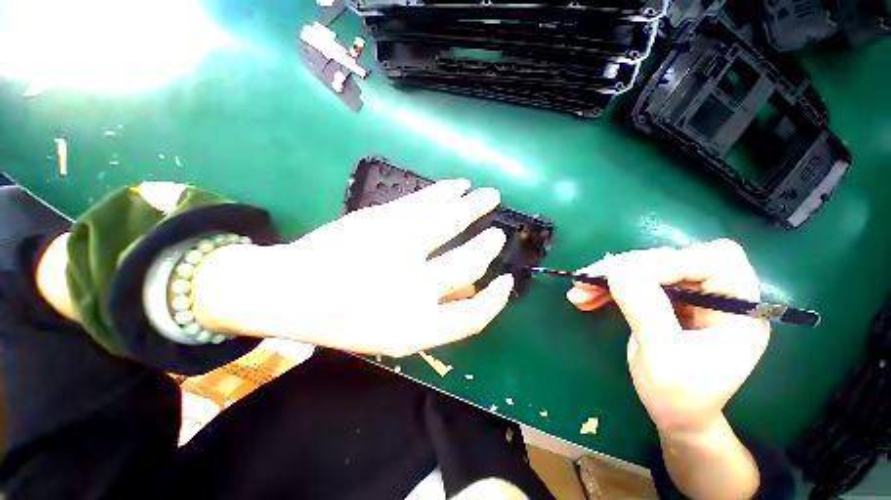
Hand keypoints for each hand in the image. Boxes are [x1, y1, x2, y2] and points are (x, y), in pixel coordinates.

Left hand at [193, 179, 514, 356]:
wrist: (288, 292)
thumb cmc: (344, 319)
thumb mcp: (394, 333)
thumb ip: (438, 313)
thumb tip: (472, 288)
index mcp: (413, 328)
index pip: (474, 317)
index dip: (495, 300)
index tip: (507, 280)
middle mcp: (409, 288)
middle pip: (468, 262)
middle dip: (488, 246)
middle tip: (498, 235)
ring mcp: (394, 248)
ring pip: (450, 220)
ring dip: (475, 206)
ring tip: (490, 194)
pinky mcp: (379, 219)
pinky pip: (424, 201)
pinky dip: (446, 191)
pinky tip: (459, 184)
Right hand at [566, 240, 769, 435]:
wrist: (675, 417)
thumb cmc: (680, 398)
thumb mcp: (664, 359)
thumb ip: (646, 312)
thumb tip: (616, 272)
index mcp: (738, 310)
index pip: (714, 261)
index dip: (669, 262)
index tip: (623, 276)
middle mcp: (717, 295)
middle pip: (673, 259)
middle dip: (626, 269)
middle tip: (588, 281)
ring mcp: (690, 296)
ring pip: (647, 267)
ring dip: (609, 277)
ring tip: (579, 292)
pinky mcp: (665, 299)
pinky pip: (633, 282)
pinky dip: (606, 287)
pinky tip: (584, 296)